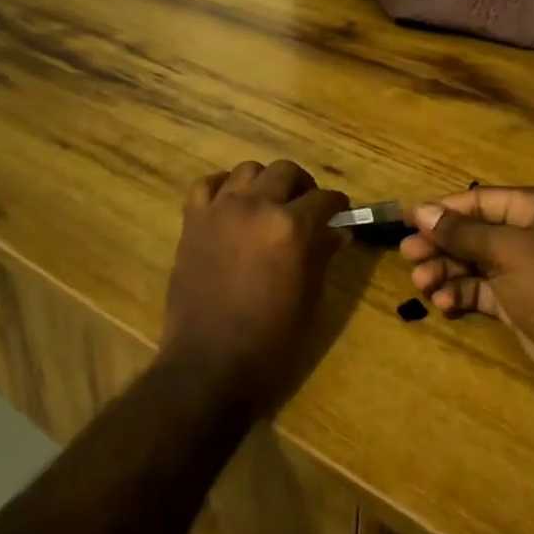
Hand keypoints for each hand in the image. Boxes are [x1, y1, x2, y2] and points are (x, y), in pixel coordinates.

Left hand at [161, 160, 351, 415]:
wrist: (210, 364)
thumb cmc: (271, 340)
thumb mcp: (310, 298)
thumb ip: (322, 255)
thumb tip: (337, 231)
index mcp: (291, 227)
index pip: (324, 198)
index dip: (337, 205)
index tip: (340, 213)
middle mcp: (256, 206)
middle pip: (286, 171)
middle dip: (303, 186)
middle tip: (306, 207)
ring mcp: (220, 210)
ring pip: (248, 170)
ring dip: (264, 182)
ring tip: (268, 204)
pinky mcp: (193, 221)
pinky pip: (207, 184)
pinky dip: (223, 187)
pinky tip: (231, 204)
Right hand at [398, 187, 533, 402]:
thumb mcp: (506, 251)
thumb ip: (461, 232)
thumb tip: (422, 211)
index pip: (481, 200)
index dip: (444, 209)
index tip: (408, 220)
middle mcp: (530, 235)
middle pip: (474, 232)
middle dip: (441, 244)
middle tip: (408, 255)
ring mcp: (525, 271)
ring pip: (474, 263)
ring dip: (446, 271)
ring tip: (422, 283)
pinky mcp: (519, 304)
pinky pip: (481, 291)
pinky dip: (461, 294)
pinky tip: (444, 304)